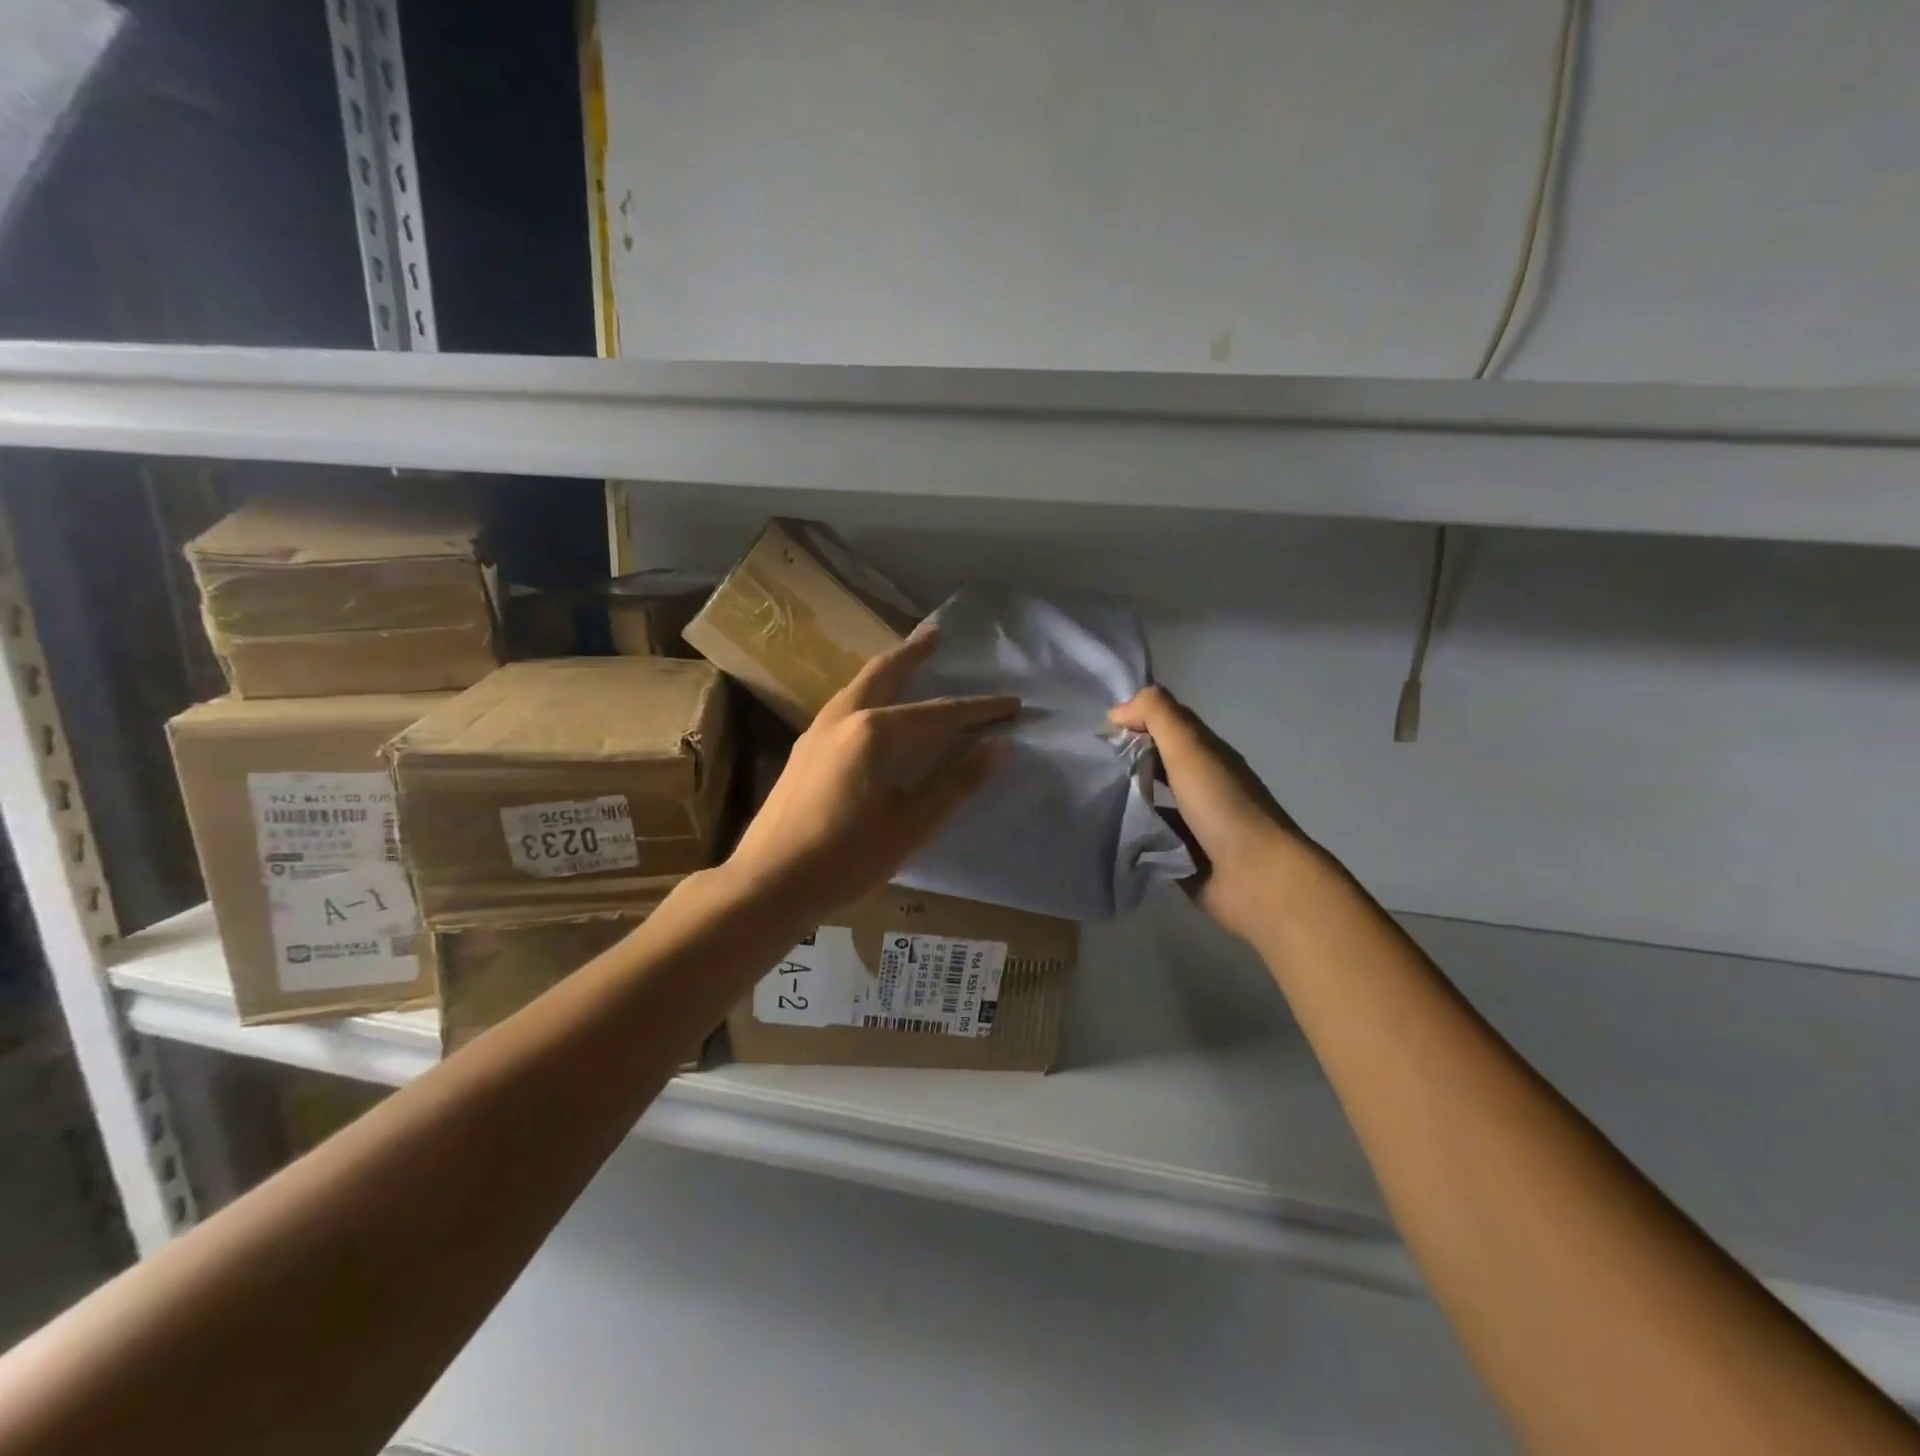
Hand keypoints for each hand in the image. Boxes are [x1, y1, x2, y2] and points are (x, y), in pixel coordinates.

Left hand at [727, 627, 1017, 920]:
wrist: (767, 882)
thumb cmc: (846, 858)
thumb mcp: (911, 824)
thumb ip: (956, 782)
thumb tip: (999, 746)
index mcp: (875, 732)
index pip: (940, 714)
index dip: (979, 710)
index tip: (1012, 704)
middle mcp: (843, 718)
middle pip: (885, 672)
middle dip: (915, 652)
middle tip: (937, 633)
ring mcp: (816, 732)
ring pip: (859, 685)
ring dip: (888, 670)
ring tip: (908, 661)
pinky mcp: (803, 751)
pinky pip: (844, 706)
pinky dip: (868, 693)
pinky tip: (872, 710)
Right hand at [1109, 686, 1313, 940]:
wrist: (1257, 878)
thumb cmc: (1223, 805)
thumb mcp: (1189, 747)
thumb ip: (1157, 716)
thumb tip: (1118, 711)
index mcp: (1206, 755)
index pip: (1165, 726)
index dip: (1134, 721)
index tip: (1097, 732)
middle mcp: (1201, 785)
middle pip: (1156, 763)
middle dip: (1124, 760)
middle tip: (1084, 765)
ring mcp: (1193, 824)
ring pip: (1149, 803)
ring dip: (1123, 799)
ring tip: (1085, 798)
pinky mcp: (1182, 857)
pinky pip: (1148, 840)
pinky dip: (1129, 835)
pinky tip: (1101, 834)